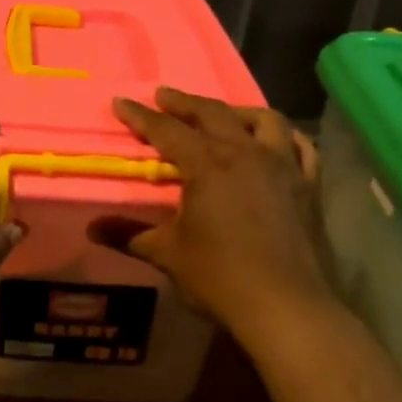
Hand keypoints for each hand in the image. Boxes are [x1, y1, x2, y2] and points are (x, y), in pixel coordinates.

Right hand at [88, 87, 333, 337]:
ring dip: (236, 111)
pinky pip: (301, 147)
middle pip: (213, 114)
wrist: (285, 306)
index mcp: (208, 166)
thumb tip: (93, 229)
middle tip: (164, 95)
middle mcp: (246, 154)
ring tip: (221, 113)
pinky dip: (284, 136)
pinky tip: (277, 140)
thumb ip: (130, 236)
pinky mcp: (308, 186)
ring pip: (263, 120)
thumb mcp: (167, 255)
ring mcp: (283, 167)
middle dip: (184, 102)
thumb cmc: (220, 277)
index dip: (141, 116)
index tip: (121, 101)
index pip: (167, 130)